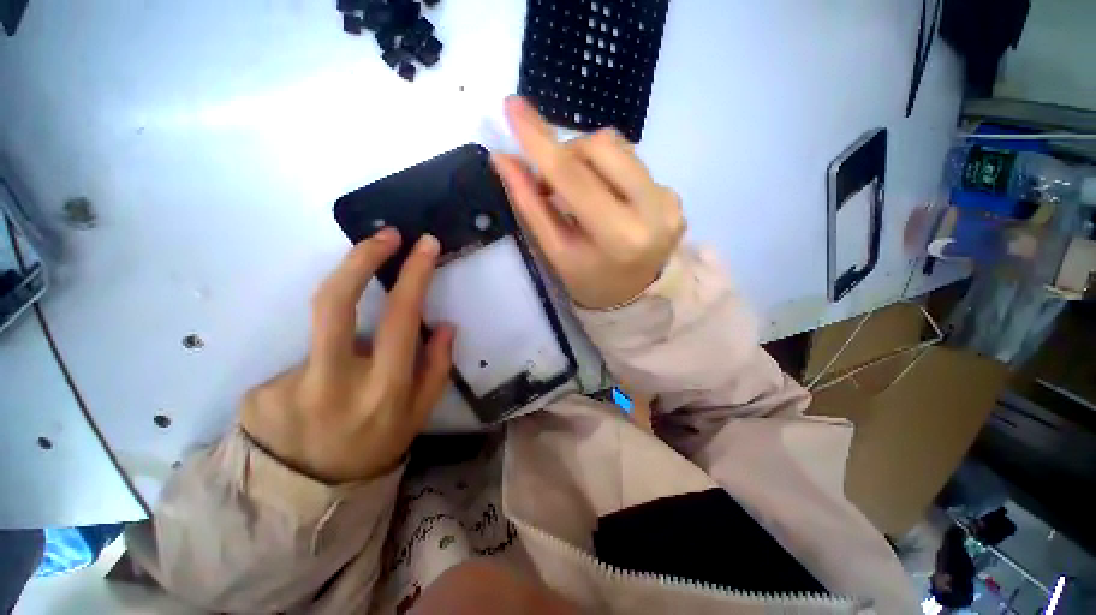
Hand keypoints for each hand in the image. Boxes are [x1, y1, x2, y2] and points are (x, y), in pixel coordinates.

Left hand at [241, 230, 453, 483]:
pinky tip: (316, 396)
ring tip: (351, 366)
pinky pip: (302, 360)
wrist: (308, 496)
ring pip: (323, 329)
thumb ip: (437, 367)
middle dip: (361, 258)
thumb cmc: (377, 446)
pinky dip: (319, 366)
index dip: (413, 274)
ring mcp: (288, 386)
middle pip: (335, 301)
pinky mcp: (258, 392)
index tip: (422, 244)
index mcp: (385, 388)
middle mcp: (335, 383)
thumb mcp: (420, 414)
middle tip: (384, 236)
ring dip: (346, 325)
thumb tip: (445, 325)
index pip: (401, 317)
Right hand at [492, 96, 684, 308]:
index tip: (513, 107)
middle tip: (550, 184)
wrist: (633, 295)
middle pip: (603, 147)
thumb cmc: (588, 279)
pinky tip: (606, 199)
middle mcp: (654, 212)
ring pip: (620, 148)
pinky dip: (609, 173)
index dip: (541, 142)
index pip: (574, 177)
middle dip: (567, 154)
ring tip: (578, 193)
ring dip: (587, 161)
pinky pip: (633, 164)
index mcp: (619, 236)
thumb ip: (531, 205)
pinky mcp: (675, 196)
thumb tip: (504, 159)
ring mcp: (670, 201)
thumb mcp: (555, 251)